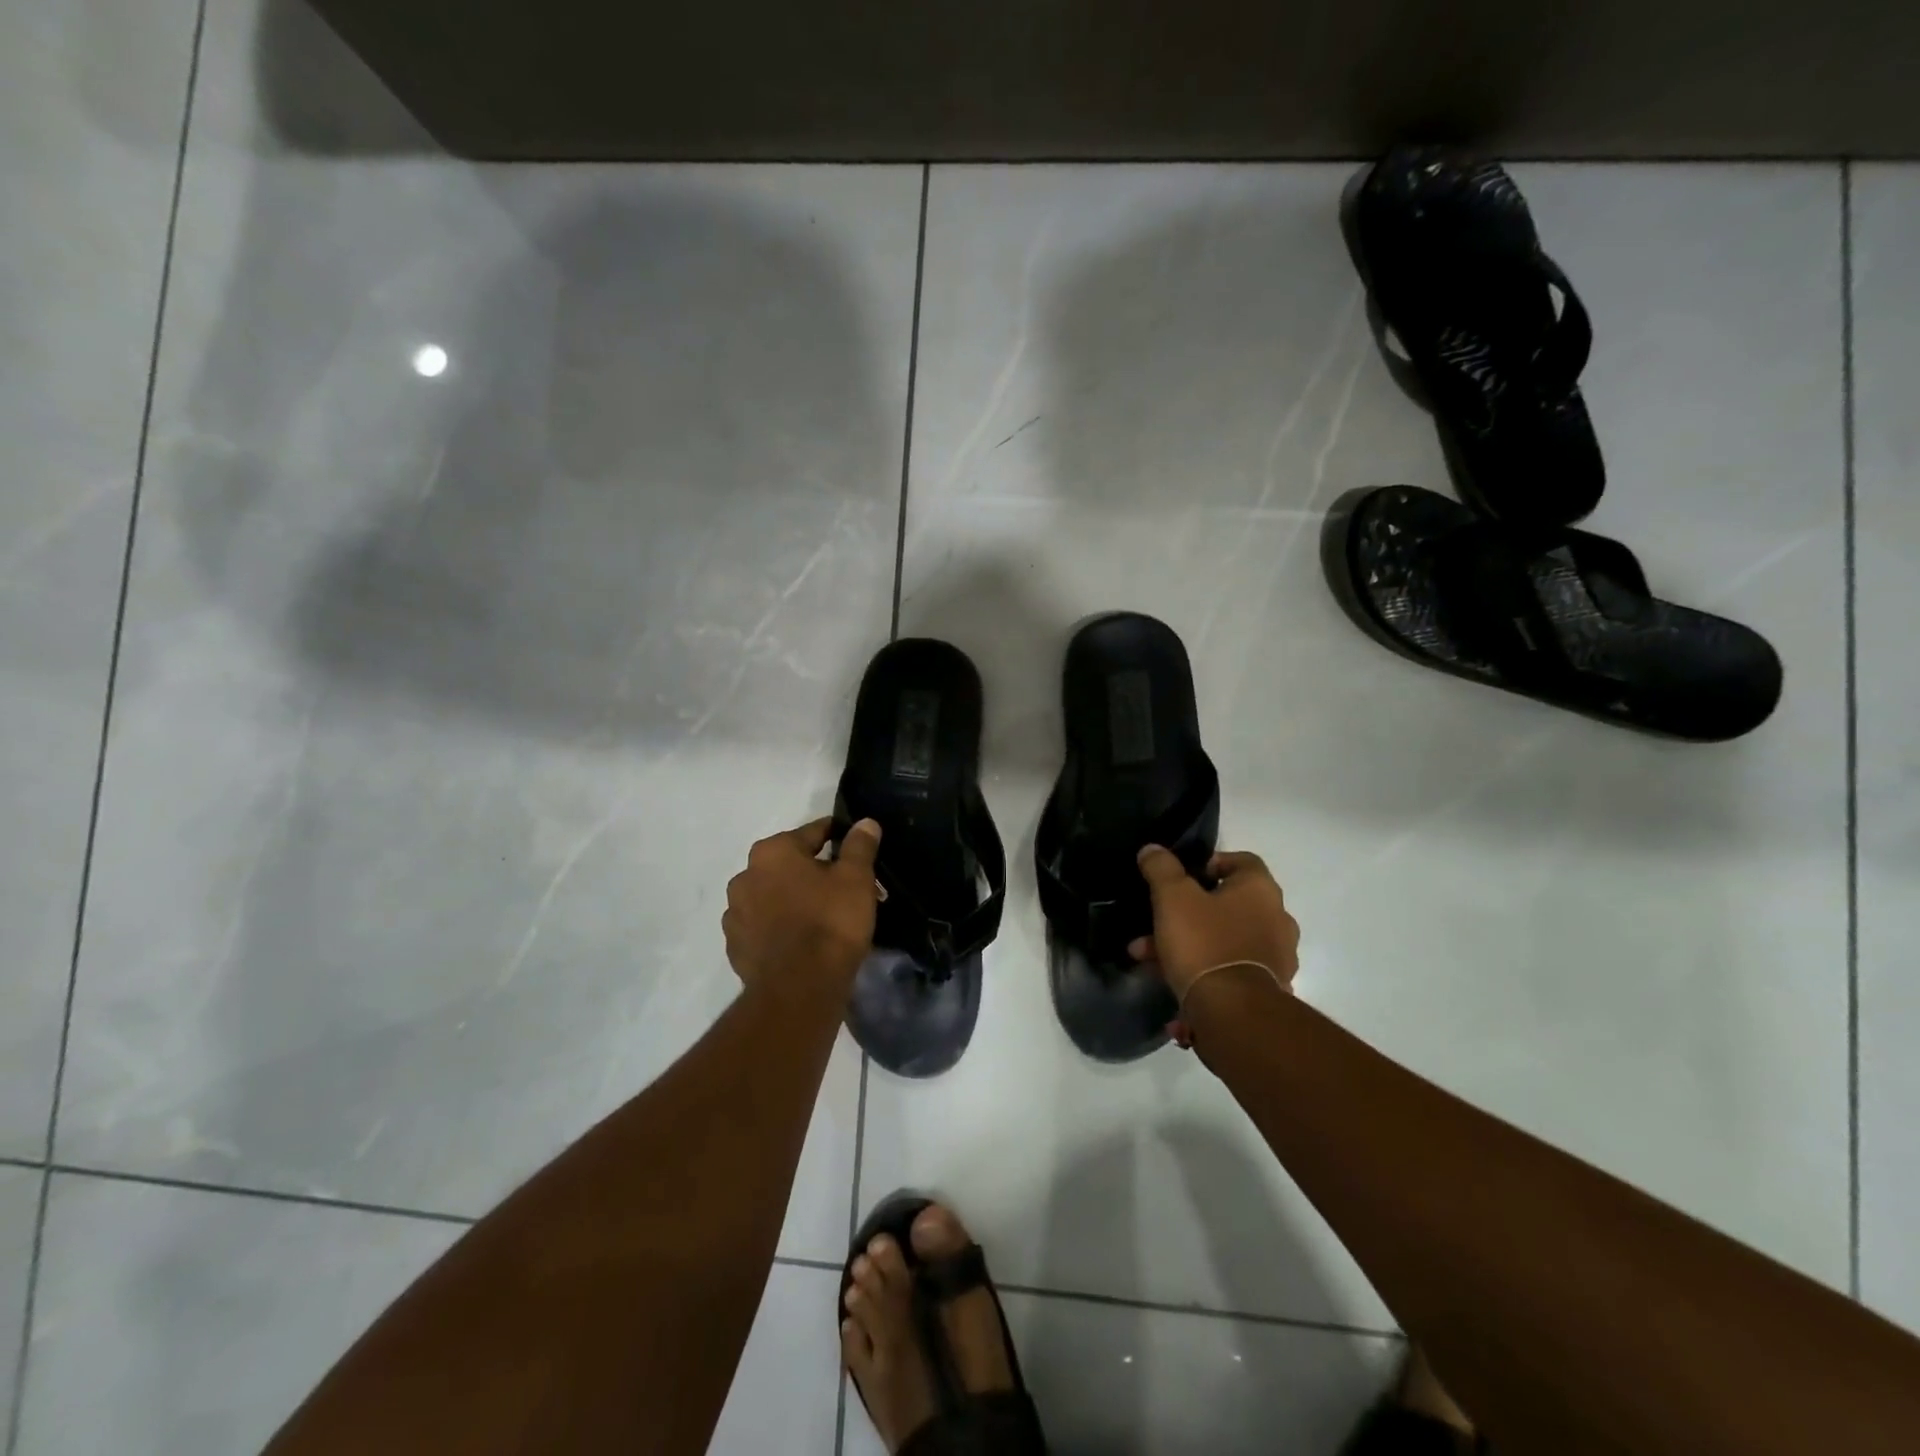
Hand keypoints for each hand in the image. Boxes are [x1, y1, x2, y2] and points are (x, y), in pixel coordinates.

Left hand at [723, 817, 881, 996]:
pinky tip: (802, 941)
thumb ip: (859, 846)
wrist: (799, 990)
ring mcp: (735, 914)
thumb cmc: (830, 922)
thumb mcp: (856, 879)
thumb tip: (865, 823)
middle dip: (816, 873)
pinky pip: (763, 926)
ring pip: (773, 896)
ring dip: (794, 900)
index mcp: (772, 851)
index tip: (856, 848)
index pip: (813, 832)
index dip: (838, 837)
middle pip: (790, 865)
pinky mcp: (735, 947)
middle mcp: (745, 876)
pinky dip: (780, 927)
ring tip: (824, 919)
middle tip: (845, 890)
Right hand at [1131, 846, 1298, 1044]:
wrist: (1234, 1014)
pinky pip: (1229, 970)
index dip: (1210, 863)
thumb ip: (1161, 869)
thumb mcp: (1172, 898)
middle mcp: (1277, 919)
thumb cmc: (1204, 943)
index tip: (1182, 877)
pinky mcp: (1268, 989)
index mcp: (1260, 890)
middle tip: (1154, 924)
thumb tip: (1152, 850)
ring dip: (1186, 944)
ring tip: (1147, 959)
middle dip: (1183, 914)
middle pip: (1226, 904)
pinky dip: (1203, 972)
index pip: (1241, 861)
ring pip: (1222, 940)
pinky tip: (1172, 985)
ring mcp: (1276, 957)